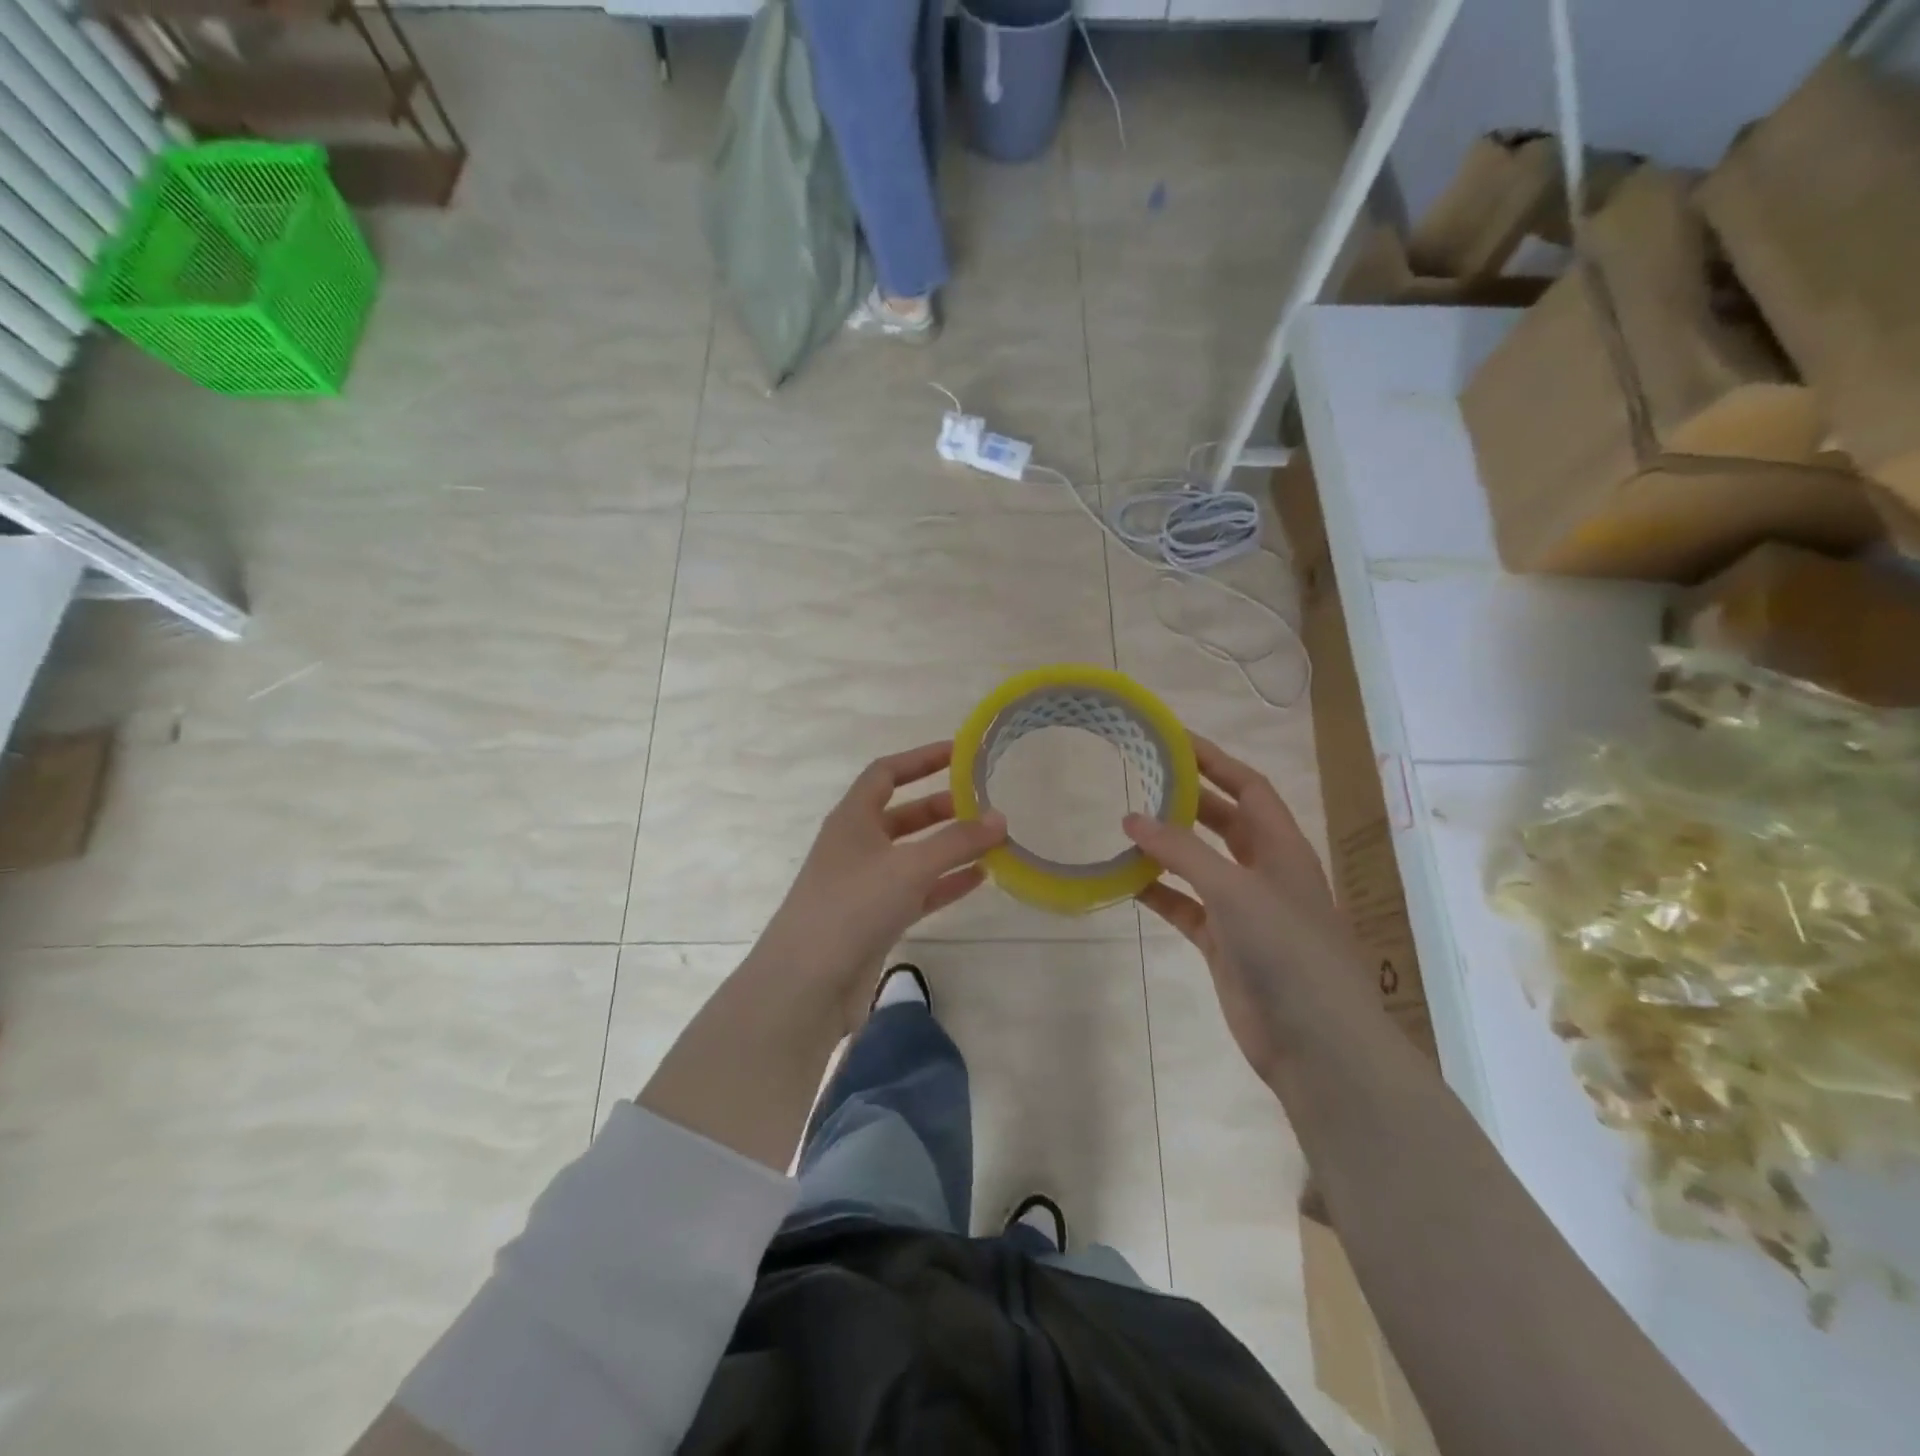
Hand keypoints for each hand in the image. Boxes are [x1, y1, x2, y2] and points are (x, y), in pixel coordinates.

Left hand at [757, 742, 1006, 1002]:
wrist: (807, 984)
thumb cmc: (853, 906)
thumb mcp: (910, 866)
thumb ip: (958, 842)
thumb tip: (1000, 818)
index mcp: (852, 818)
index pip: (886, 773)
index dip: (921, 759)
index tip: (959, 753)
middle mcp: (857, 846)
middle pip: (903, 815)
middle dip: (942, 808)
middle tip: (984, 804)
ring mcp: (865, 885)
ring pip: (914, 856)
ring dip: (949, 848)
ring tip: (992, 840)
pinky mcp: (875, 920)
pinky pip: (918, 891)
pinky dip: (945, 883)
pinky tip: (979, 879)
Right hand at [1123, 736, 1360, 1079]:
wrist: (1316, 1042)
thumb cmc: (1287, 950)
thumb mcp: (1234, 889)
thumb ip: (1181, 851)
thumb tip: (1131, 818)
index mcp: (1281, 847)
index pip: (1247, 786)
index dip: (1213, 759)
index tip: (1172, 737)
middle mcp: (1264, 871)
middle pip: (1222, 820)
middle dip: (1186, 798)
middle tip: (1140, 776)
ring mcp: (1244, 910)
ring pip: (1199, 864)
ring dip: (1167, 847)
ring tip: (1124, 827)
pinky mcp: (1224, 944)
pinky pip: (1185, 907)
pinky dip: (1158, 893)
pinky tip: (1125, 883)